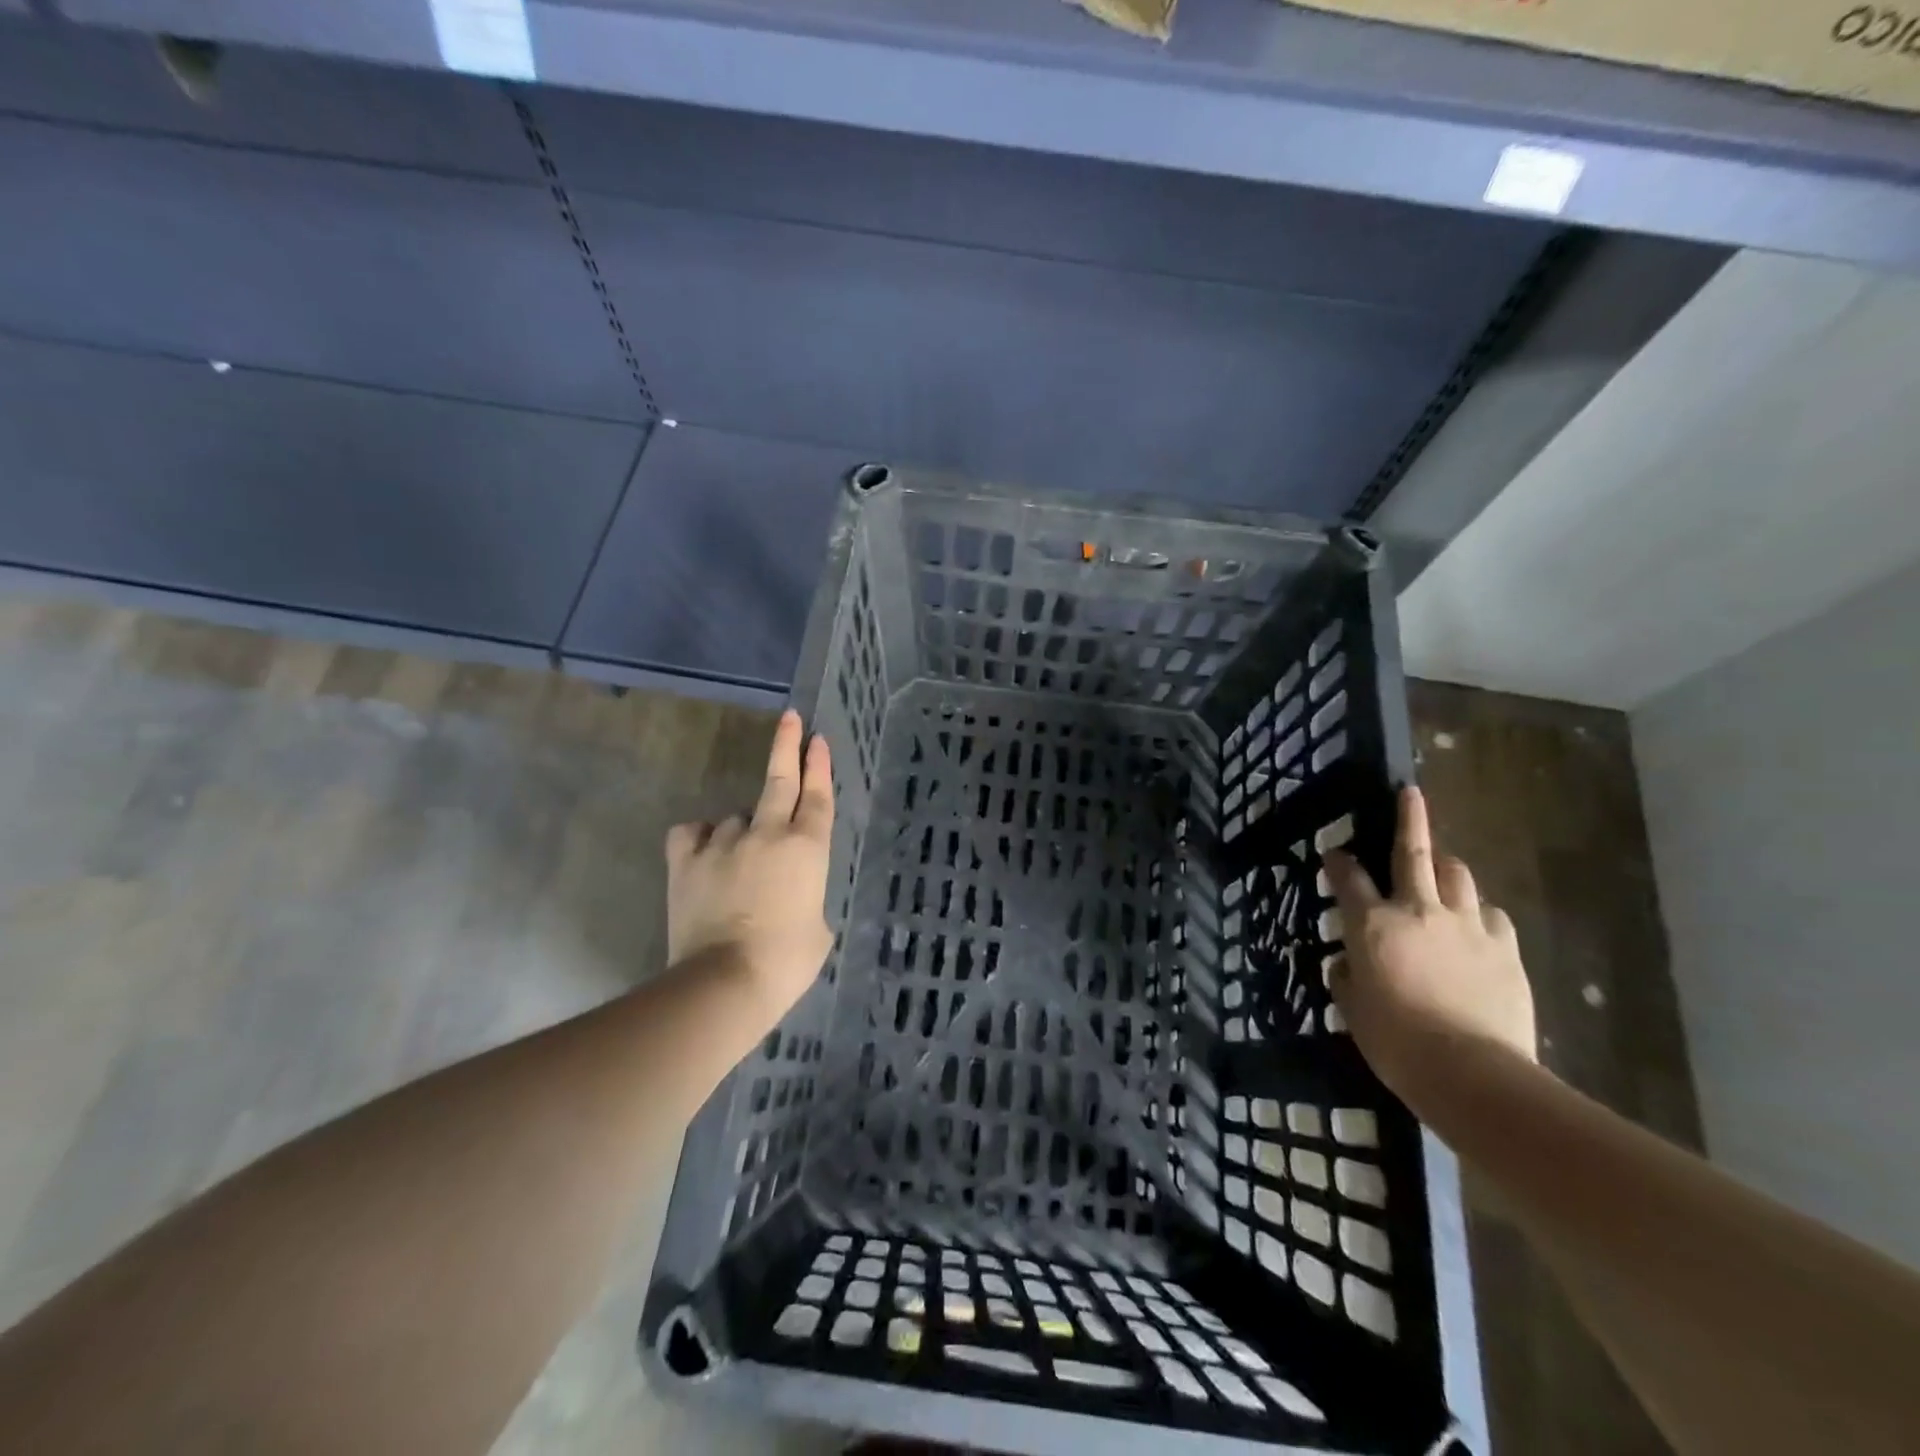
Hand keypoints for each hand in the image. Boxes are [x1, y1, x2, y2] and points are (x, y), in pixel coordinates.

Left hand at [665, 710, 834, 1018]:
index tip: (818, 738)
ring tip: (739, 867)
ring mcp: (724, 843)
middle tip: (792, 719)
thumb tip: (791, 895)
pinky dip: (700, 839)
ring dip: (742, 832)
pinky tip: (703, 853)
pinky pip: (692, 834)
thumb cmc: (786, 962)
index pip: (817, 796)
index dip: (819, 765)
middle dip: (788, 746)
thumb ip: (807, 898)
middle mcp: (767, 834)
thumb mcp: (818, 929)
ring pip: (735, 818)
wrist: (725, 981)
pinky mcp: (686, 860)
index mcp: (807, 848)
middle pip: (780, 780)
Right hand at [1323, 786, 1535, 1103]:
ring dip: (1447, 866)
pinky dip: (1478, 911)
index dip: (1338, 861)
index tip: (1334, 853)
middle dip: (1409, 818)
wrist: (1472, 1073)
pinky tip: (1475, 924)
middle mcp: (1418, 910)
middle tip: (1409, 793)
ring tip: (1443, 869)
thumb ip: (1348, 977)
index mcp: (1372, 924)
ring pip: (1459, 875)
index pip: (1348, 878)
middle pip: (1414, 852)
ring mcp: (1467, 925)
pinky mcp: (1505, 947)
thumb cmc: (1396, 1041)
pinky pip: (1490, 914)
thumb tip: (1351, 964)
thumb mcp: (1353, 1009)